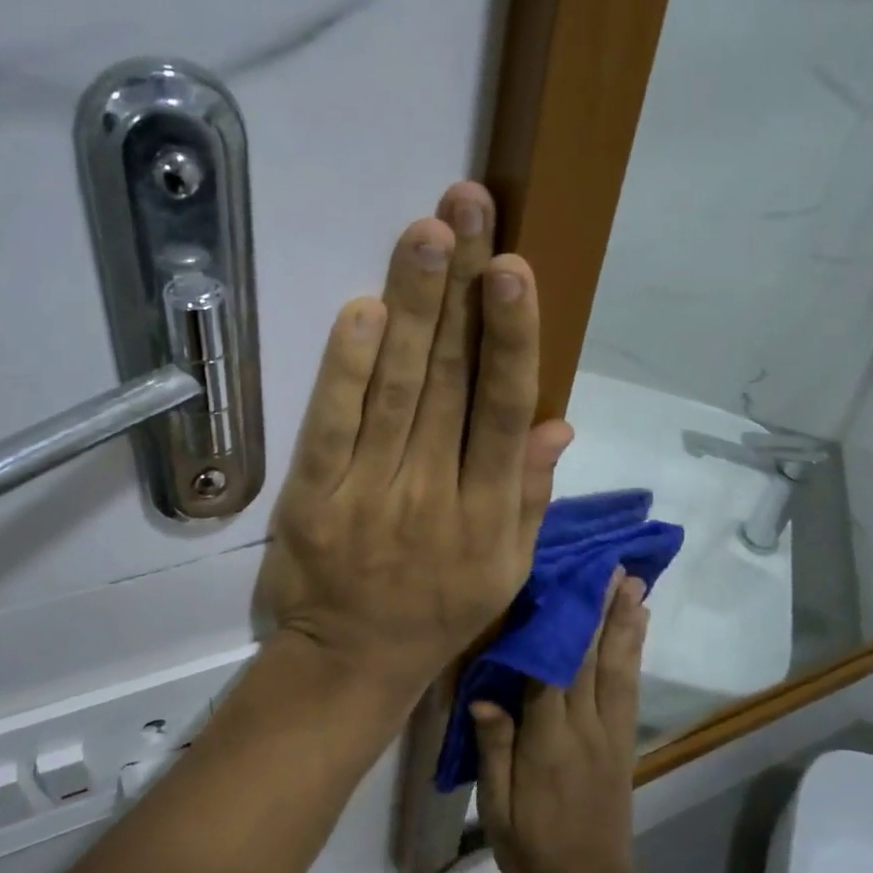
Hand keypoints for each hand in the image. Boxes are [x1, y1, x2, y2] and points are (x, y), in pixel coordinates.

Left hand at [257, 182, 573, 708]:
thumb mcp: (507, 569)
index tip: (514, 269)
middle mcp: (434, 494)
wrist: (350, 664)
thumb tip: (559, 421)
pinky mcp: (313, 499)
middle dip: (461, 289)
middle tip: (468, 208)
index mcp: (488, 512)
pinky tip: (363, 311)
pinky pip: (331, 427)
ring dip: (412, 308)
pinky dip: (346, 369)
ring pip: (395, 389)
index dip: (511, 337)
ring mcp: (369, 494)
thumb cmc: (439, 612)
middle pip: (449, 380)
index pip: (503, 409)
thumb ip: (531, 495)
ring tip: (427, 235)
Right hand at [472, 572, 653, 872]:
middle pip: (592, 659)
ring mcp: (611, 732)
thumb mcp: (497, 809)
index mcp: (549, 742)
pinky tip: (639, 627)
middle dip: (600, 610)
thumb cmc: (533, 847)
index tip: (559, 584)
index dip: (558, 626)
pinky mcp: (624, 740)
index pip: (552, 672)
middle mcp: (585, 728)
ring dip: (625, 622)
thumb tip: (483, 694)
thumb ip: (493, 749)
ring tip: (632, 583)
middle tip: (610, 567)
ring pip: (618, 667)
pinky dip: (635, 651)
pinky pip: (630, 687)